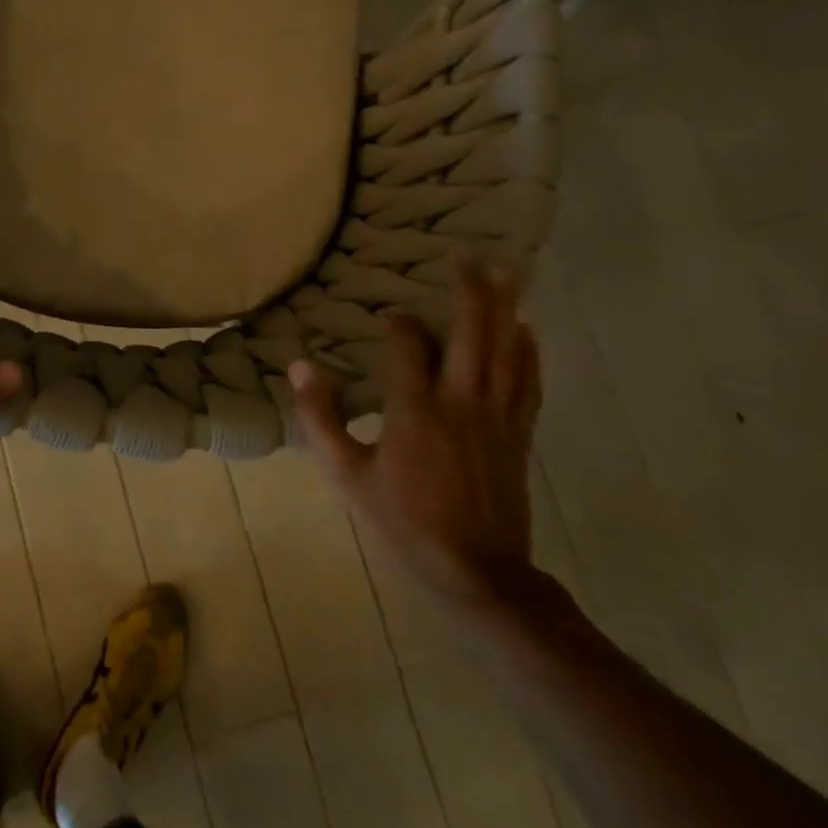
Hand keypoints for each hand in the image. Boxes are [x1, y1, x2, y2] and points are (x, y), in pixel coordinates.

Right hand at [289, 261, 542, 611]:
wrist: (474, 570)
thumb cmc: (402, 519)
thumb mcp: (347, 472)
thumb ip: (321, 416)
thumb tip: (299, 366)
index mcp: (414, 409)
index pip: (409, 344)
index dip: (399, 323)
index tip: (390, 315)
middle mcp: (460, 401)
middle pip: (472, 332)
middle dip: (470, 290)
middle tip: (467, 257)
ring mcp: (496, 416)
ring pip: (506, 349)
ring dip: (505, 308)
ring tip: (504, 274)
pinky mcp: (519, 433)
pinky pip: (528, 381)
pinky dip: (528, 351)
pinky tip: (527, 331)